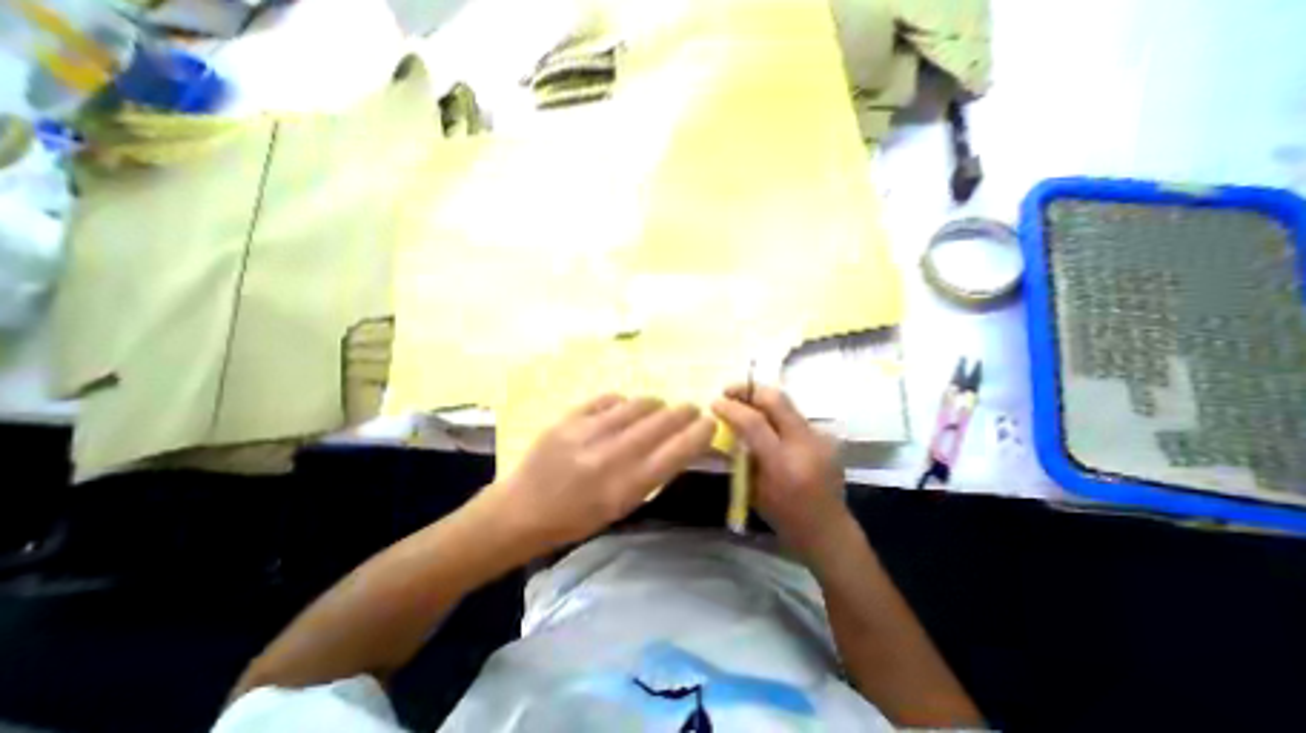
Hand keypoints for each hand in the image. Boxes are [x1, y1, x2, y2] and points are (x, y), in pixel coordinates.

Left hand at [485, 396, 718, 553]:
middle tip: (691, 409)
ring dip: (656, 404)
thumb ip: (650, 475)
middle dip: (684, 412)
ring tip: (659, 408)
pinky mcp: (568, 418)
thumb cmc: (575, 520)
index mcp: (626, 488)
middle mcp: (611, 457)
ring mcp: (587, 433)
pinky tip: (624, 408)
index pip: (676, 452)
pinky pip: (609, 399)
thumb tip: (677, 444)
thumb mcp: (620, 508)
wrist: (521, 510)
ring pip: (638, 404)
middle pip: (662, 423)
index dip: (699, 434)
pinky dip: (624, 402)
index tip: (710, 422)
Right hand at [714, 388, 848, 551]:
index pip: (754, 422)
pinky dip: (775, 414)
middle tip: (729, 391)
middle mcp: (805, 445)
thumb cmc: (784, 518)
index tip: (715, 403)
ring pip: (786, 403)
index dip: (731, 408)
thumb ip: (741, 455)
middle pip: (776, 399)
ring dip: (761, 399)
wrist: (829, 531)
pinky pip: (794, 416)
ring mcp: (820, 438)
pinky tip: (767, 424)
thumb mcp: (753, 490)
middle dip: (748, 390)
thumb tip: (726, 428)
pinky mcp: (826, 437)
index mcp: (782, 464)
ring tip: (744, 403)